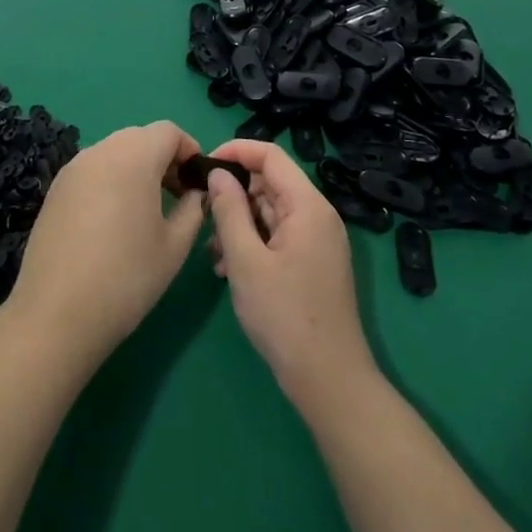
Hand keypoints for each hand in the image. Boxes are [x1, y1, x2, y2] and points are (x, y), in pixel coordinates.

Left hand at [5, 121, 206, 368]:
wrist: (57, 313)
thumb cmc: (126, 278)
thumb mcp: (175, 246)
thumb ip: (193, 209)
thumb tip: (195, 193)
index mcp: (133, 157)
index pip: (168, 131)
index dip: (189, 150)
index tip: (198, 183)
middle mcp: (100, 151)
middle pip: (140, 137)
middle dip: (163, 157)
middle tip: (177, 196)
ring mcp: (73, 168)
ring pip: (114, 151)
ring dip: (136, 167)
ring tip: (146, 210)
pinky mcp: (55, 189)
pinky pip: (92, 169)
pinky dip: (111, 180)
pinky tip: (113, 221)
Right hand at [206, 140, 376, 409]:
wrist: (328, 380)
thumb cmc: (284, 315)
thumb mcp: (246, 260)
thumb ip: (229, 210)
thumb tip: (218, 173)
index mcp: (308, 206)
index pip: (271, 156)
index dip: (236, 152)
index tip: (203, 165)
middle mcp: (317, 216)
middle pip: (270, 184)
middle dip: (234, 196)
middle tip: (203, 218)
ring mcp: (317, 241)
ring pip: (270, 213)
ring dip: (239, 225)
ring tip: (214, 254)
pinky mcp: (312, 264)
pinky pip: (277, 237)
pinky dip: (252, 244)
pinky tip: (229, 271)